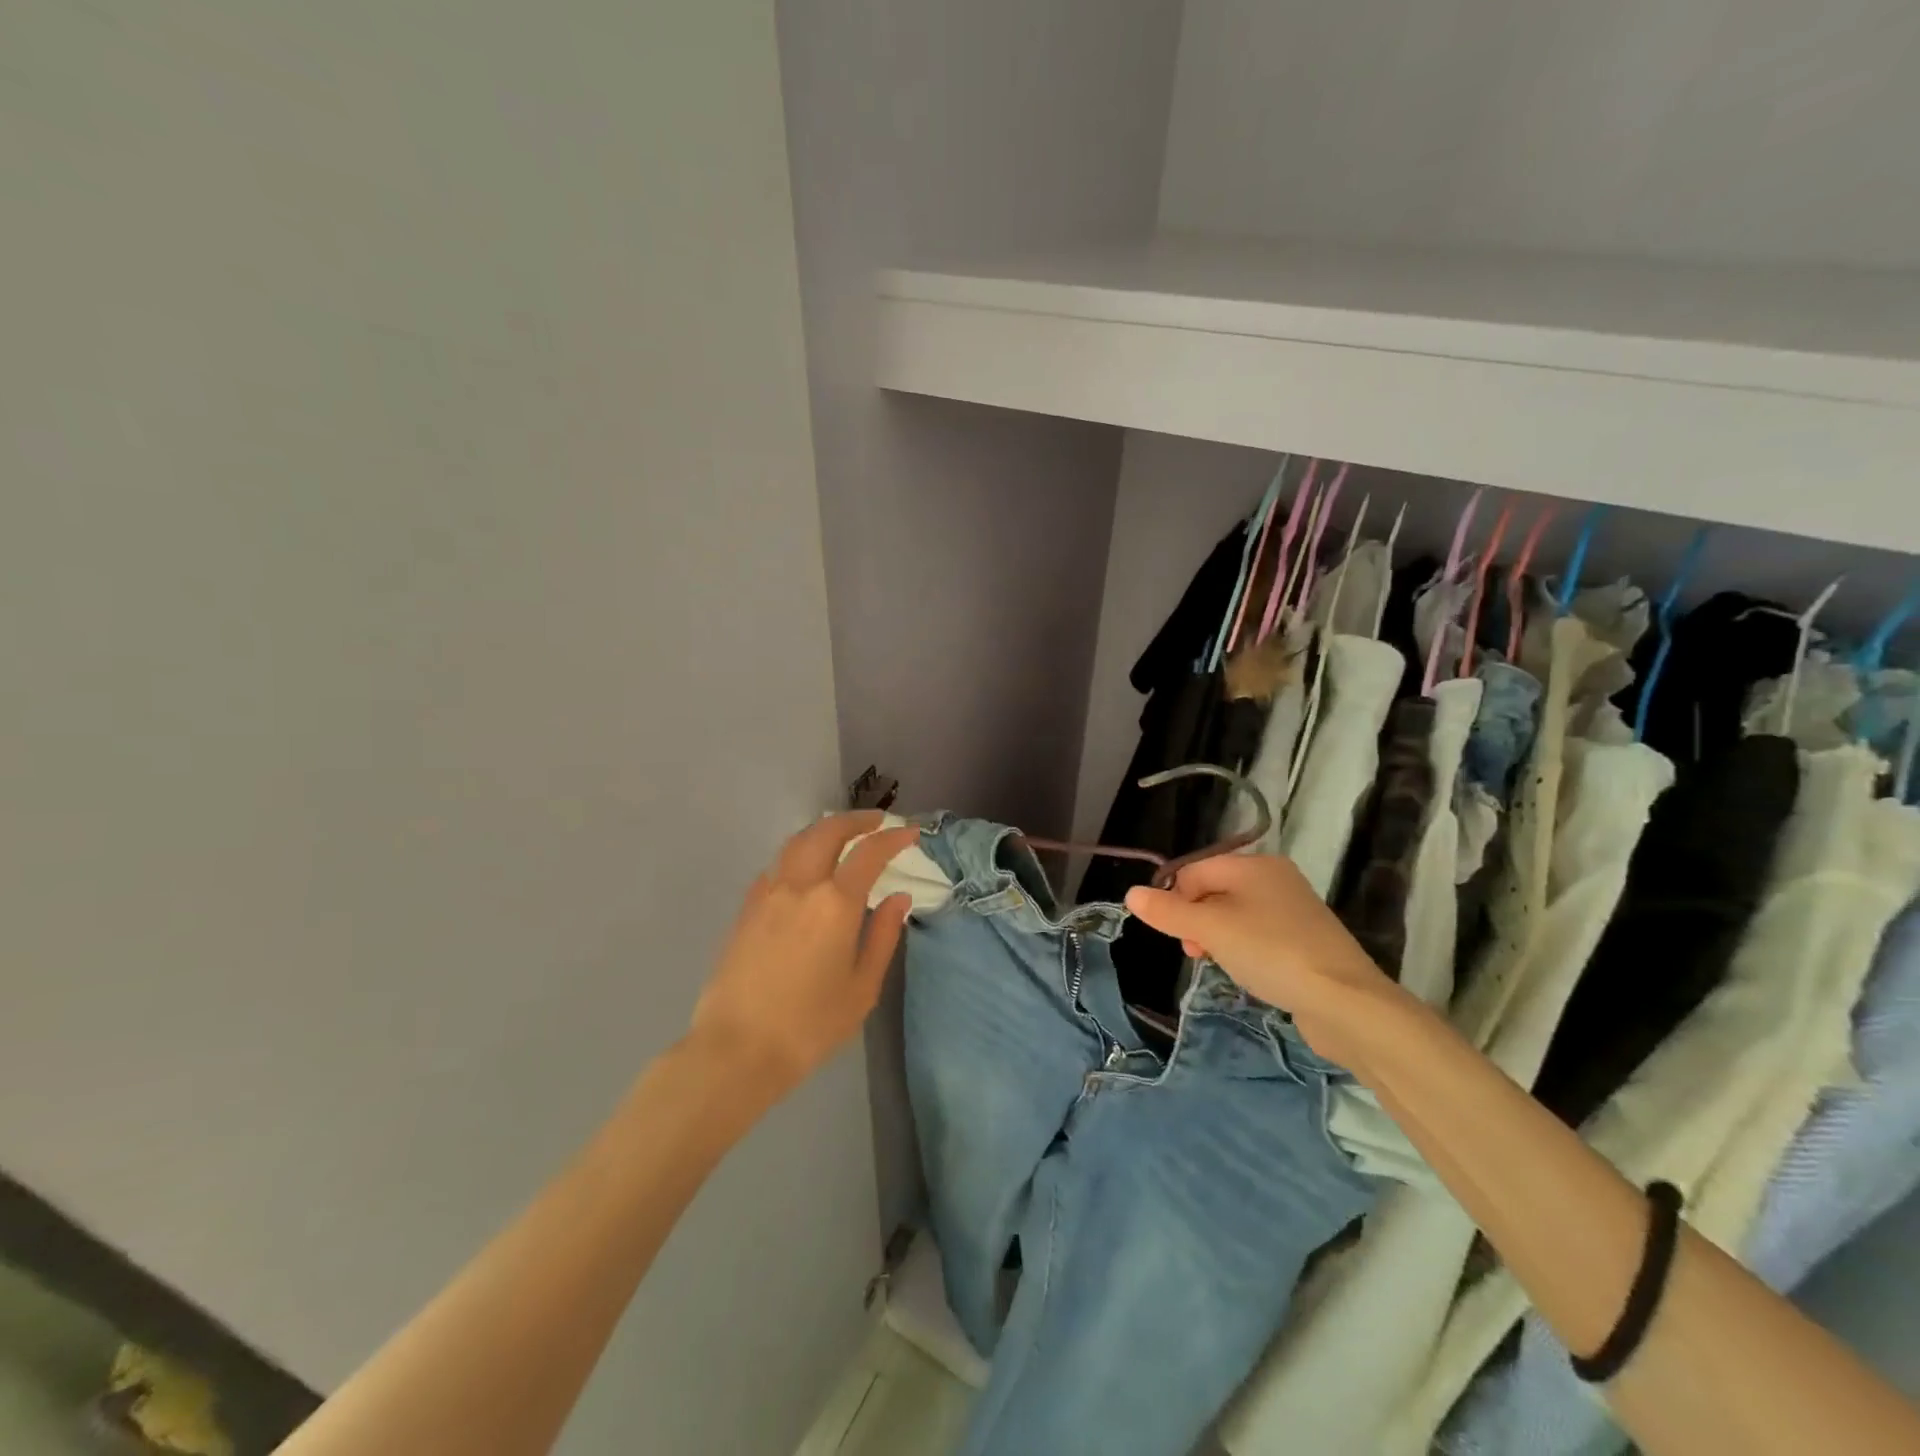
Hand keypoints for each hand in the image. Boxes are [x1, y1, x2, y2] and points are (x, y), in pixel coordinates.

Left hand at [689, 812, 918, 1096]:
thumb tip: (898, 897)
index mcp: (835, 904)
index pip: (869, 853)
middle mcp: (800, 887)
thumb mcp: (861, 988)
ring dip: (824, 831)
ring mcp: (767, 895)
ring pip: (796, 843)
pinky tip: (804, 871)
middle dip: (855, 820)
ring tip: (842, 836)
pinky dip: (797, 856)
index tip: (912, 832)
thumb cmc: (809, 1026)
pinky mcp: (746, 910)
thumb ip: (883, 936)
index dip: (893, 838)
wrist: (736, 1050)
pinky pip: (775, 867)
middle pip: (827, 832)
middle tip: (877, 821)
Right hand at [1125, 854, 1396, 1062]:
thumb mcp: (1210, 929)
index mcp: (1254, 864)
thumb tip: (1131, 895)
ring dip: (1216, 937)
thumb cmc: (1271, 952)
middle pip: (1214, 890)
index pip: (1195, 870)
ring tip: (1218, 964)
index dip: (1175, 899)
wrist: (1346, 1002)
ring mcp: (1294, 910)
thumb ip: (1169, 912)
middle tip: (1195, 952)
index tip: (1175, 934)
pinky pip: (1258, 936)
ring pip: (1235, 915)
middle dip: (1195, 920)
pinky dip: (1243, 949)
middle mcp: (1275, 878)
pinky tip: (1247, 972)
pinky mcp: (1305, 941)